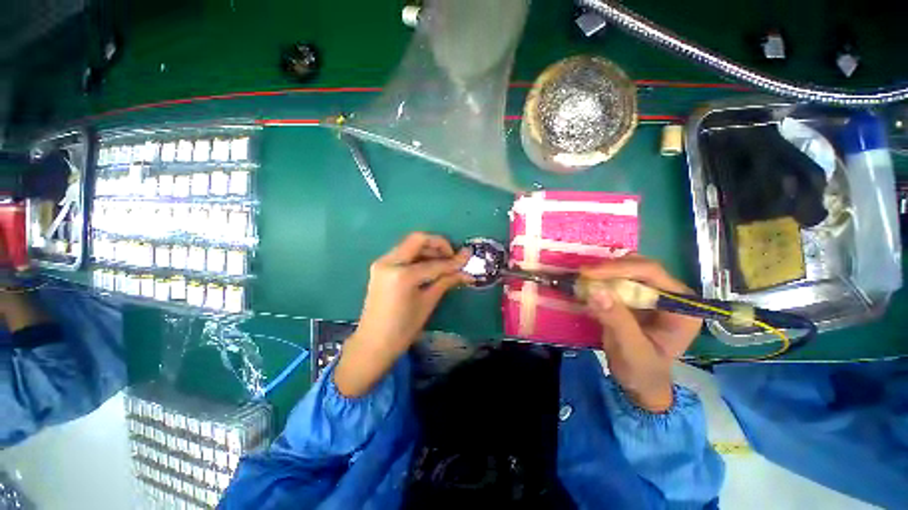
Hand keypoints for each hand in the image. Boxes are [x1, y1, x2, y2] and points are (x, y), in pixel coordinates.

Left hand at [334, 232, 471, 396]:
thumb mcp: (427, 303)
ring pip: (410, 245)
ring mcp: (382, 263)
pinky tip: (429, 266)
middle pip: (418, 240)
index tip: (468, 257)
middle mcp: (389, 262)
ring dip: (428, 249)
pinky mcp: (380, 267)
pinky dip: (418, 256)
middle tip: (453, 257)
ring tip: (444, 262)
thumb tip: (467, 271)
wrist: (373, 343)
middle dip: (438, 245)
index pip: (434, 263)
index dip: (453, 261)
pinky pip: (403, 253)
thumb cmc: (403, 329)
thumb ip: (446, 281)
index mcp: (402, 275)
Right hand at [581, 255, 701, 411]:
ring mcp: (653, 294)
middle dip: (610, 269)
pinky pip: (617, 279)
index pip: (652, 274)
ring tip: (583, 280)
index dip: (619, 268)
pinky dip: (600, 280)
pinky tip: (586, 287)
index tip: (589, 273)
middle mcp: (671, 295)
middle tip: (582, 275)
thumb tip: (596, 289)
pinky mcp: (636, 297)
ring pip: (627, 269)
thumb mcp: (631, 350)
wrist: (639, 383)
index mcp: (682, 307)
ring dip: (604, 272)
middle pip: (640, 267)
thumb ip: (617, 320)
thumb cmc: (642, 372)